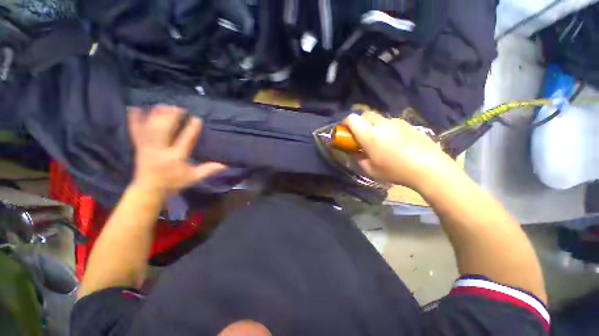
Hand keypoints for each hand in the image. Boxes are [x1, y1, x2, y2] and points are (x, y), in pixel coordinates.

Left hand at [128, 105, 227, 195]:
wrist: (149, 190)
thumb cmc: (173, 183)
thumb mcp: (193, 178)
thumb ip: (208, 170)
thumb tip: (225, 165)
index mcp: (176, 157)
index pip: (185, 140)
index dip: (191, 128)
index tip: (197, 119)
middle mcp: (160, 150)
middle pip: (165, 129)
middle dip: (172, 116)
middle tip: (180, 108)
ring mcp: (147, 147)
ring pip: (151, 127)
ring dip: (158, 114)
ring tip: (165, 105)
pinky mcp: (138, 146)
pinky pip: (135, 130)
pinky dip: (135, 119)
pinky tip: (136, 108)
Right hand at [343, 111, 458, 189]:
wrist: (430, 168)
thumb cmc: (396, 171)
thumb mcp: (371, 170)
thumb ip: (359, 159)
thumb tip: (355, 153)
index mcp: (369, 135)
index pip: (352, 119)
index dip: (345, 123)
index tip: (346, 131)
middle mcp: (382, 124)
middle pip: (366, 114)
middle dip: (360, 122)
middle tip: (361, 136)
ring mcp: (397, 122)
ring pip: (379, 118)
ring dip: (374, 125)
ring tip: (380, 140)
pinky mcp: (409, 125)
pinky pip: (392, 123)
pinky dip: (387, 128)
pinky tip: (395, 142)